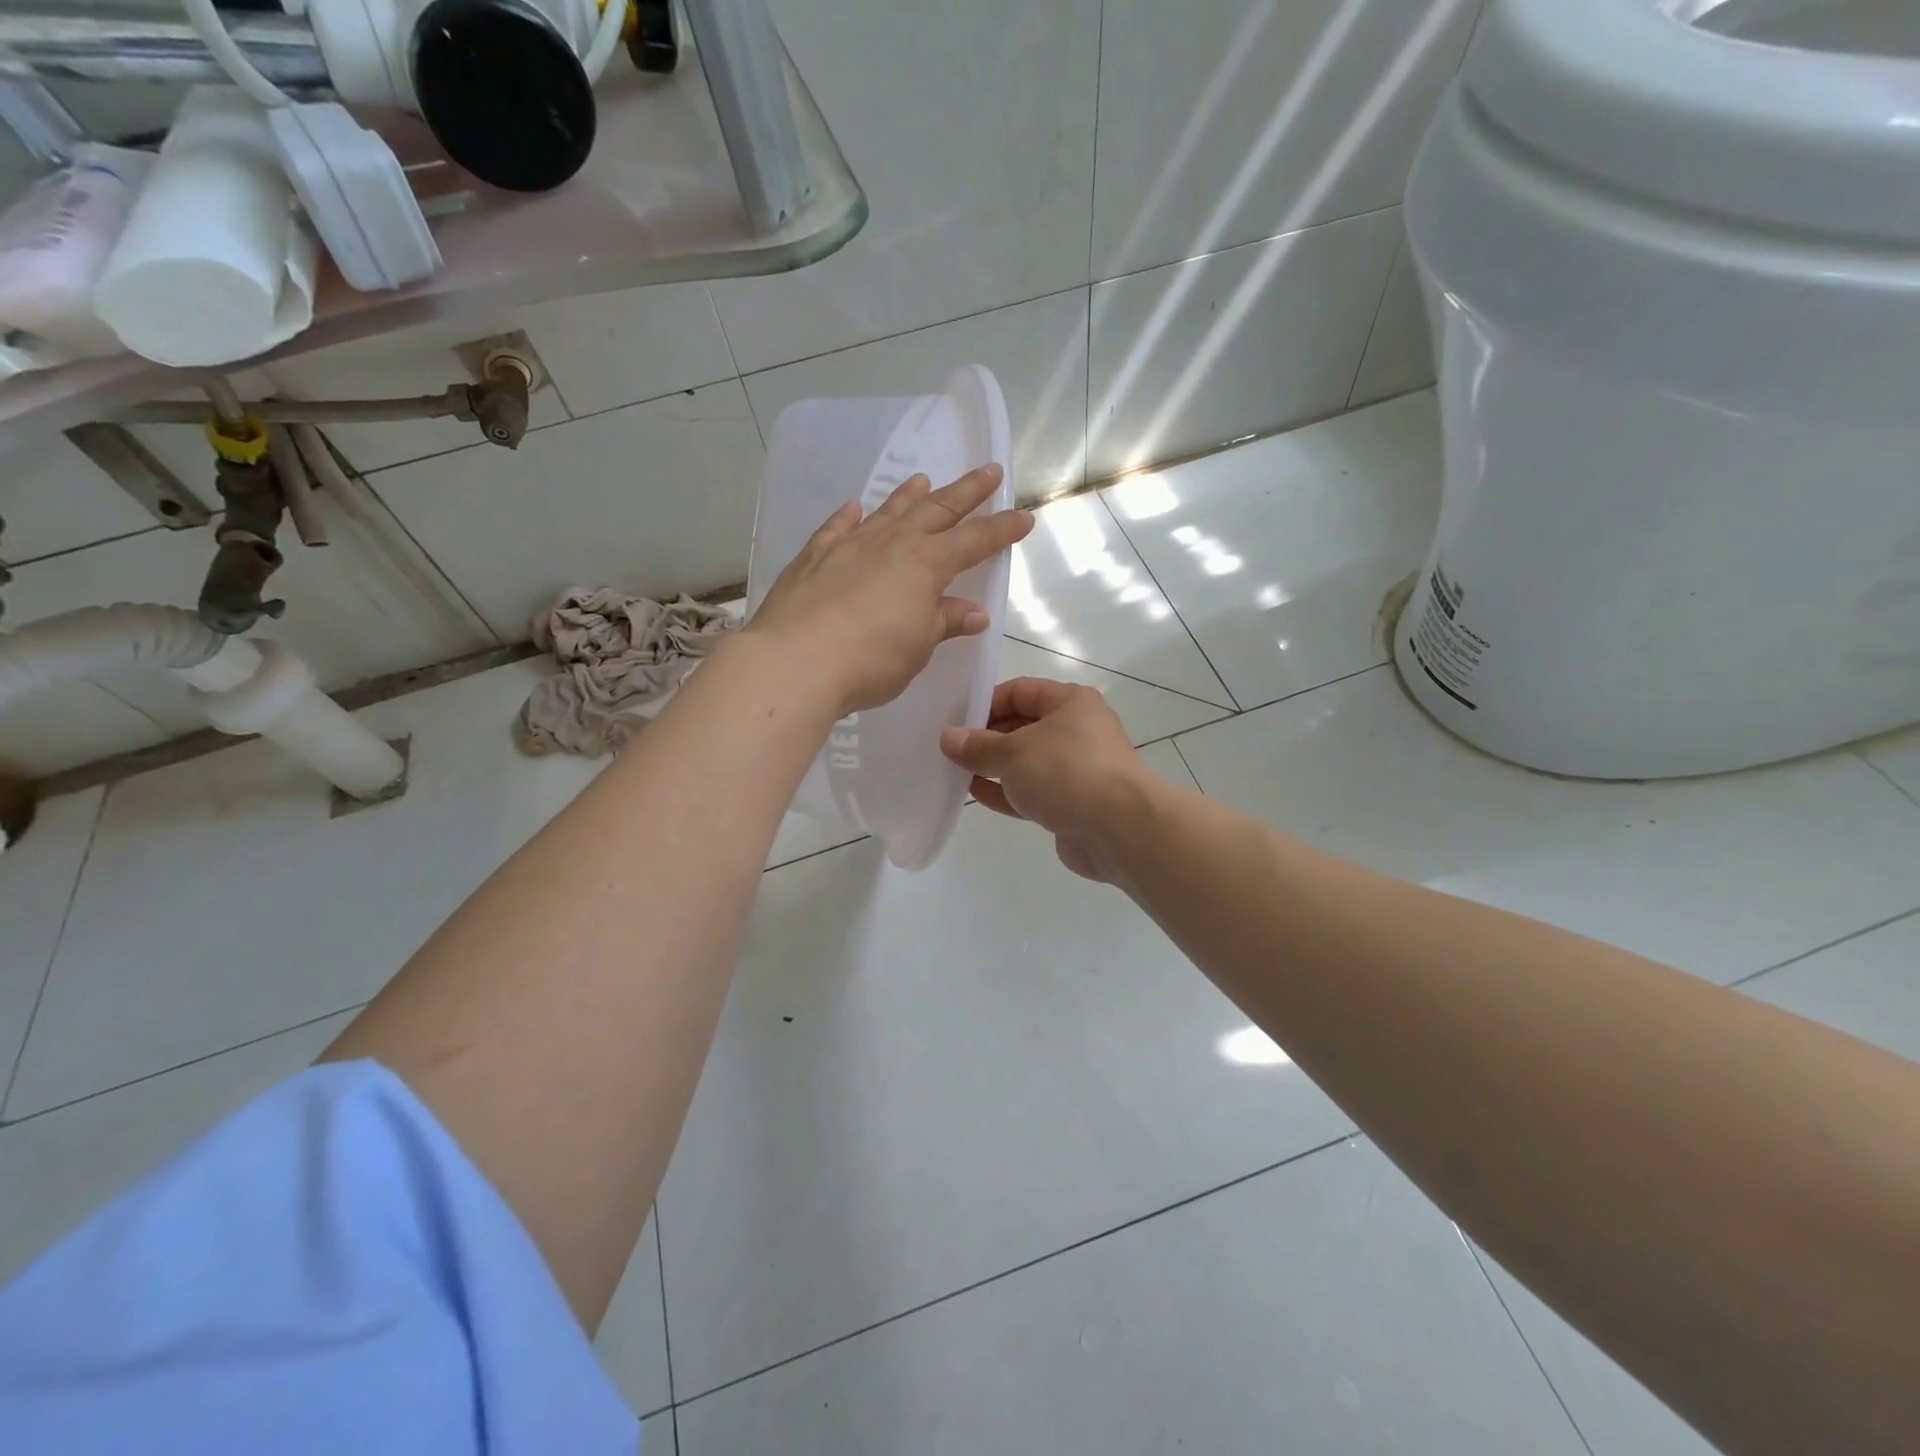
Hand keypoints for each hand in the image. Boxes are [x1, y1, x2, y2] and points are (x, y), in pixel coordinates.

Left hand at [746, 466, 1033, 716]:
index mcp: (926, 565)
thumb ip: (943, 622)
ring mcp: (850, 545)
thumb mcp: (917, 647)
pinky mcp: (814, 557)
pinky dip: (851, 515)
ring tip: (924, 479)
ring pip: (888, 511)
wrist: (796, 662)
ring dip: (910, 495)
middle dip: (966, 492)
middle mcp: (891, 544)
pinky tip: (856, 507)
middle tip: (989, 471)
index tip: (1023, 516)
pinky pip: (838, 527)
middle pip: (937, 510)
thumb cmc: (870, 661)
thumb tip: (971, 612)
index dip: (1001, 529)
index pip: (974, 541)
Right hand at [940, 678, 1149, 881]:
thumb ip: (978, 746)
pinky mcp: (1074, 804)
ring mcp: (1077, 770)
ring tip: (955, 772)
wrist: (1119, 829)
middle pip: (1024, 727)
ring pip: (1027, 763)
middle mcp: (1078, 731)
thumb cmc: (1066, 772)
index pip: (1021, 691)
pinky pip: (1034, 792)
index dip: (987, 702)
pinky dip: (1006, 792)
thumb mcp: (1013, 752)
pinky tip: (975, 794)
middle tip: (950, 750)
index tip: (956, 720)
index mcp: (1071, 703)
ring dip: (994, 767)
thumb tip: (948, 737)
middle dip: (987, 738)